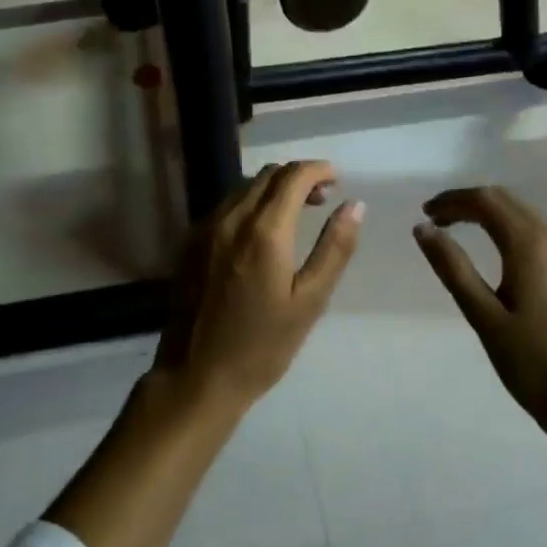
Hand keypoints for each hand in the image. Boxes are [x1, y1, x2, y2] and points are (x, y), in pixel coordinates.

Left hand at [161, 162, 363, 407]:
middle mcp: (231, 218)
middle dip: (298, 177)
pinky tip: (260, 231)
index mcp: (264, 231)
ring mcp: (205, 228)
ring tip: (295, 213)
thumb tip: (355, 205)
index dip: (318, 169)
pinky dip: (249, 203)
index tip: (337, 179)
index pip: (293, 176)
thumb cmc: (262, 346)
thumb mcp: (310, 301)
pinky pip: (225, 206)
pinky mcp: (190, 243)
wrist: (196, 376)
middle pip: (267, 175)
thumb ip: (334, 248)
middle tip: (322, 198)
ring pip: (243, 187)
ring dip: (273, 188)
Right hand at [412, 187, 546, 443]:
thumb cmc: (535, 365)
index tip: (425, 214)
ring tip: (459, 232)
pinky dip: (509, 230)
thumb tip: (423, 229)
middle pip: (507, 202)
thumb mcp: (484, 318)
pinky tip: (497, 255)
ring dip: (490, 215)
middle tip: (436, 220)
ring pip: (525, 216)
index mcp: (530, 246)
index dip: (452, 200)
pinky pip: (538, 236)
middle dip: (469, 203)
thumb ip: (453, 268)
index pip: (487, 201)